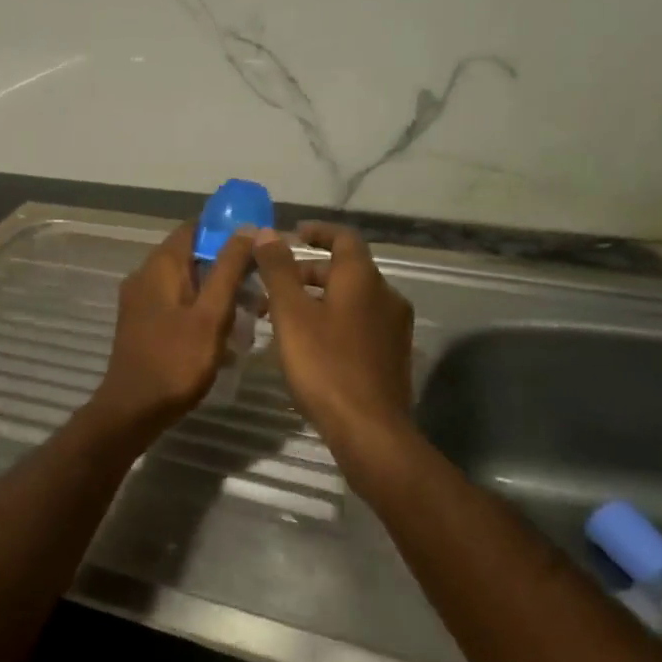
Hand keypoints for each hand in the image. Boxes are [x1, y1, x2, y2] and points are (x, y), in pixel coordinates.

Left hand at [89, 221, 257, 436]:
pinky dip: (202, 309)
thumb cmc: (176, 360)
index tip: (257, 240)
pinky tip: (226, 331)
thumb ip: (228, 269)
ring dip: (217, 291)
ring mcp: (142, 301)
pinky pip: (178, 303)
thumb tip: (247, 228)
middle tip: (261, 281)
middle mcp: (145, 276)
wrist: (133, 410)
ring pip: (187, 282)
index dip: (226, 228)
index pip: (194, 228)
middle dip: (227, 265)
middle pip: (192, 255)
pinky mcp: (144, 323)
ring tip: (251, 310)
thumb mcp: (211, 314)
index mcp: (160, 266)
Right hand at [253, 222, 414, 449]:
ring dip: (318, 299)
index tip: (293, 235)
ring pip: (352, 300)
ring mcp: (394, 328)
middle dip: (308, 272)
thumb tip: (266, 233)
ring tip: (284, 319)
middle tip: (274, 286)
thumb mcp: (291, 314)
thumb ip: (277, 270)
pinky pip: (360, 324)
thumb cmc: (325, 365)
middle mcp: (386, 296)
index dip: (318, 232)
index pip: (344, 238)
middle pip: (346, 270)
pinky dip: (334, 321)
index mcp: (363, 279)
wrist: (370, 430)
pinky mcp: (393, 356)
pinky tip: (310, 346)